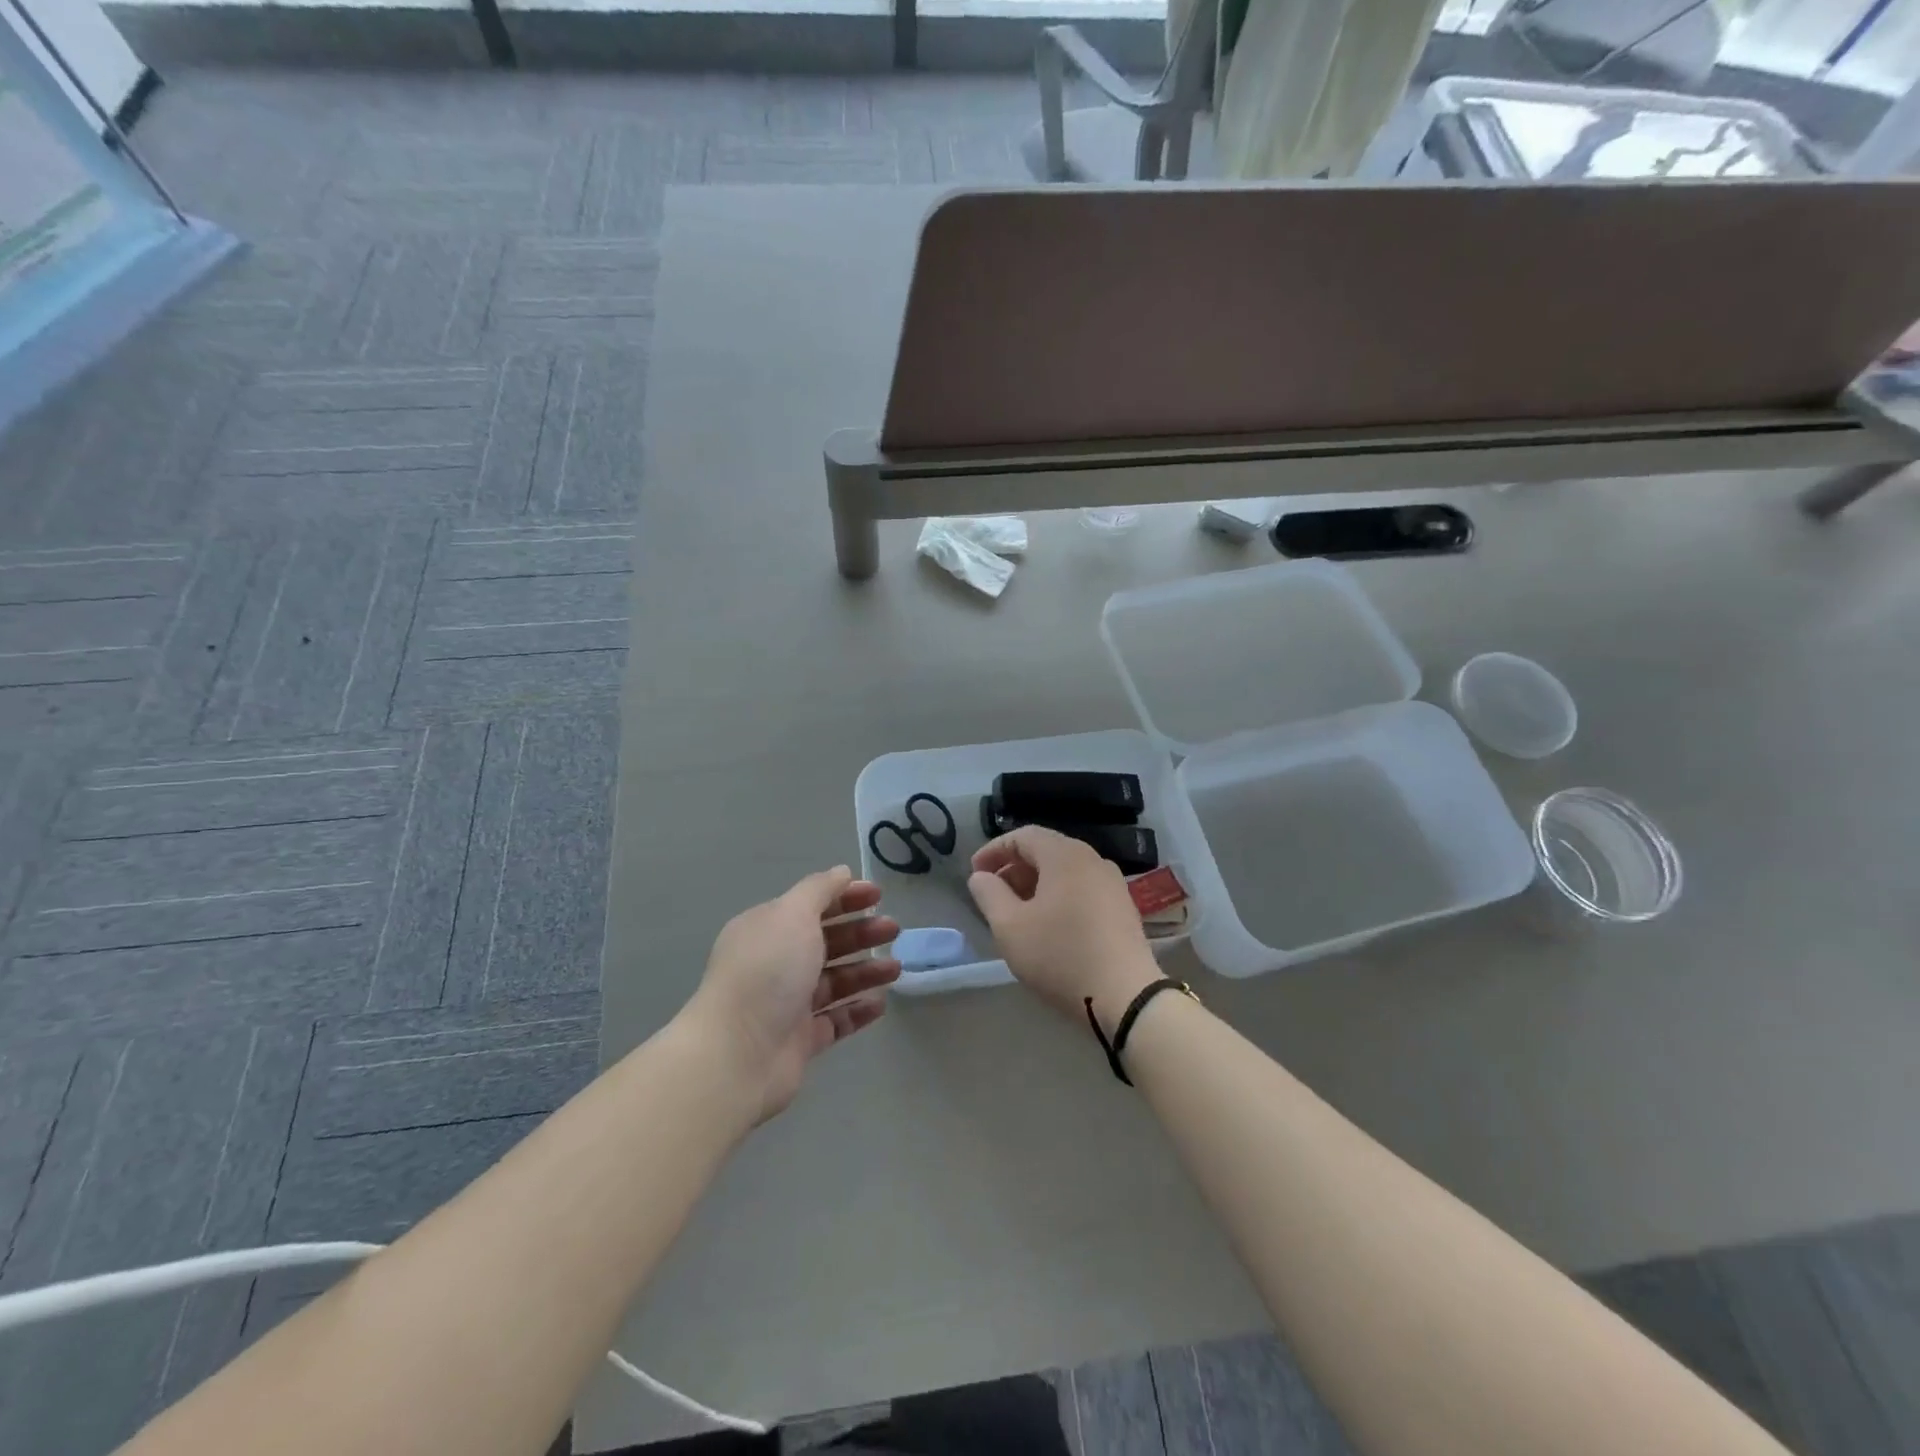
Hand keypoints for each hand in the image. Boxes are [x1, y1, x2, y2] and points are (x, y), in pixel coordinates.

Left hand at [684, 867, 900, 1123]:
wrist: (737, 1053)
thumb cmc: (766, 972)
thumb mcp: (792, 915)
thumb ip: (819, 890)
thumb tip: (841, 872)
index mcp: (767, 930)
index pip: (811, 905)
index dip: (845, 897)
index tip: (878, 895)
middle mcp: (775, 963)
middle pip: (825, 942)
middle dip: (860, 933)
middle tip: (893, 929)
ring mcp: (787, 1004)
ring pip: (834, 981)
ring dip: (866, 971)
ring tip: (896, 968)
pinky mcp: (800, 1040)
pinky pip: (835, 1020)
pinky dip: (858, 1010)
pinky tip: (881, 1003)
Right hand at [967, 826, 1159, 1023]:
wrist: (1126, 997)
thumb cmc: (1060, 956)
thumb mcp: (1010, 927)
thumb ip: (989, 894)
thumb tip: (981, 877)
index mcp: (1065, 855)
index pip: (1023, 836)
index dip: (994, 850)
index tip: (974, 873)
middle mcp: (1093, 859)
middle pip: (1046, 851)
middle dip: (1014, 868)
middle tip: (993, 894)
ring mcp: (1113, 883)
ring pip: (1065, 871)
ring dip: (1036, 884)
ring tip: (1017, 912)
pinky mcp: (1123, 907)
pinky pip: (1082, 888)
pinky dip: (1059, 896)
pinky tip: (1049, 925)